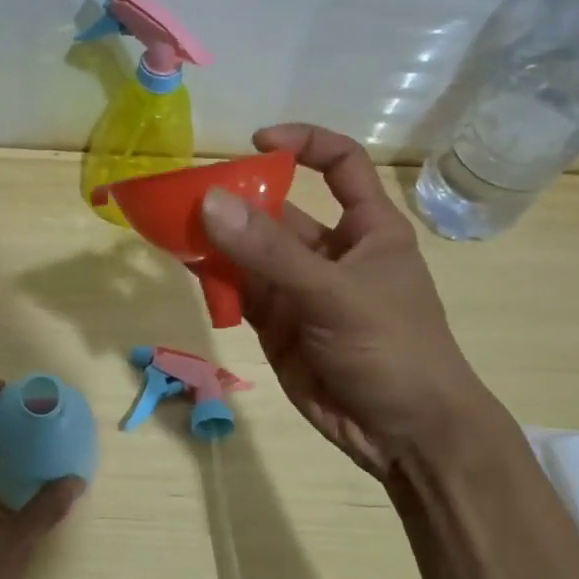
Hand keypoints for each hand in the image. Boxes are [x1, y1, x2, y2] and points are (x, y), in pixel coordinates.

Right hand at [200, 123, 506, 483]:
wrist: (405, 437)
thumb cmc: (393, 350)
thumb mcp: (334, 294)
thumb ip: (270, 252)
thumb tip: (209, 201)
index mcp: (367, 229)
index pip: (340, 165)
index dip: (304, 143)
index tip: (256, 142)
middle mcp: (330, 251)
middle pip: (279, 209)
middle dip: (237, 199)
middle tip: (186, 195)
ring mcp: (300, 288)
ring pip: (251, 251)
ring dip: (217, 238)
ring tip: (172, 226)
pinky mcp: (277, 322)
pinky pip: (239, 288)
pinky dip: (213, 277)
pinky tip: (185, 265)